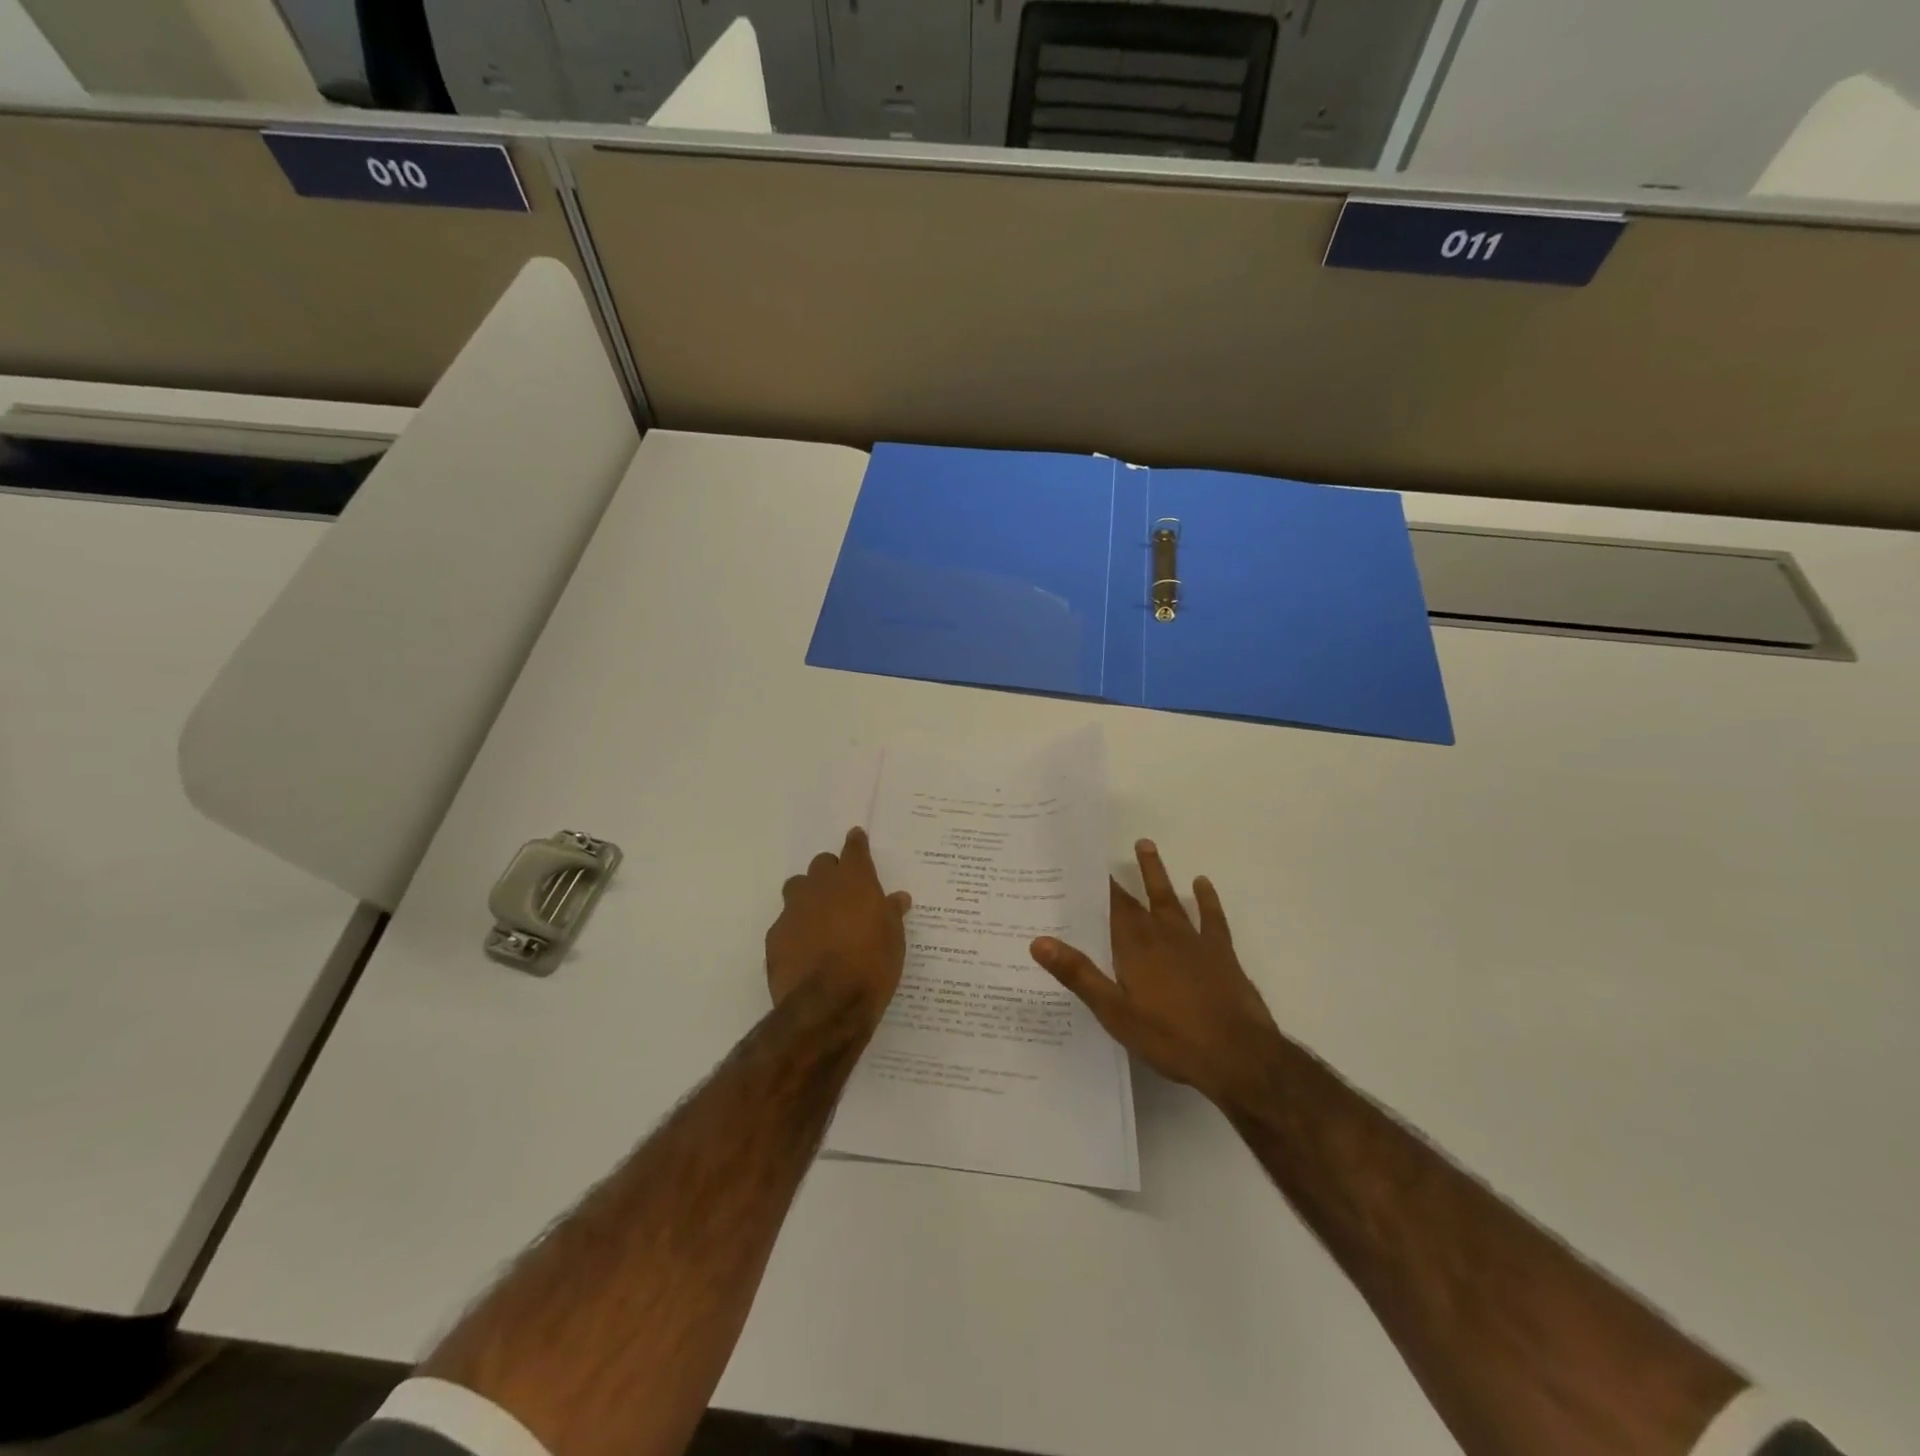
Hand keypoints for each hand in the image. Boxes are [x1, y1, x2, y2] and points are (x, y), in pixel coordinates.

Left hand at [766, 827, 911, 1023]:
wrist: (827, 1004)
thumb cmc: (872, 966)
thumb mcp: (894, 939)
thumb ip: (891, 914)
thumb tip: (898, 898)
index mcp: (855, 880)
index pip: (854, 849)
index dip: (856, 843)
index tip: (856, 837)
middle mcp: (821, 886)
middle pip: (822, 864)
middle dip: (831, 872)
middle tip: (843, 890)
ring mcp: (794, 909)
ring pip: (797, 887)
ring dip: (808, 894)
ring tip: (820, 916)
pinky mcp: (775, 935)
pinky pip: (786, 921)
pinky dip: (796, 927)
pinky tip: (805, 947)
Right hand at [1031, 840, 1279, 1108]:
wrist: (1237, 1054)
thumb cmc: (1170, 1037)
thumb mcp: (1115, 1012)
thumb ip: (1078, 974)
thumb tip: (1039, 942)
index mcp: (1134, 947)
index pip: (1111, 908)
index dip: (1098, 886)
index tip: (1084, 864)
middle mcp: (1161, 934)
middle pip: (1136, 900)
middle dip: (1119, 879)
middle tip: (1105, 853)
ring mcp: (1194, 941)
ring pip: (1170, 898)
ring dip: (1156, 873)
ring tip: (1145, 845)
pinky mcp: (1221, 953)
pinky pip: (1211, 917)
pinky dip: (1206, 899)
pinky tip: (1201, 883)